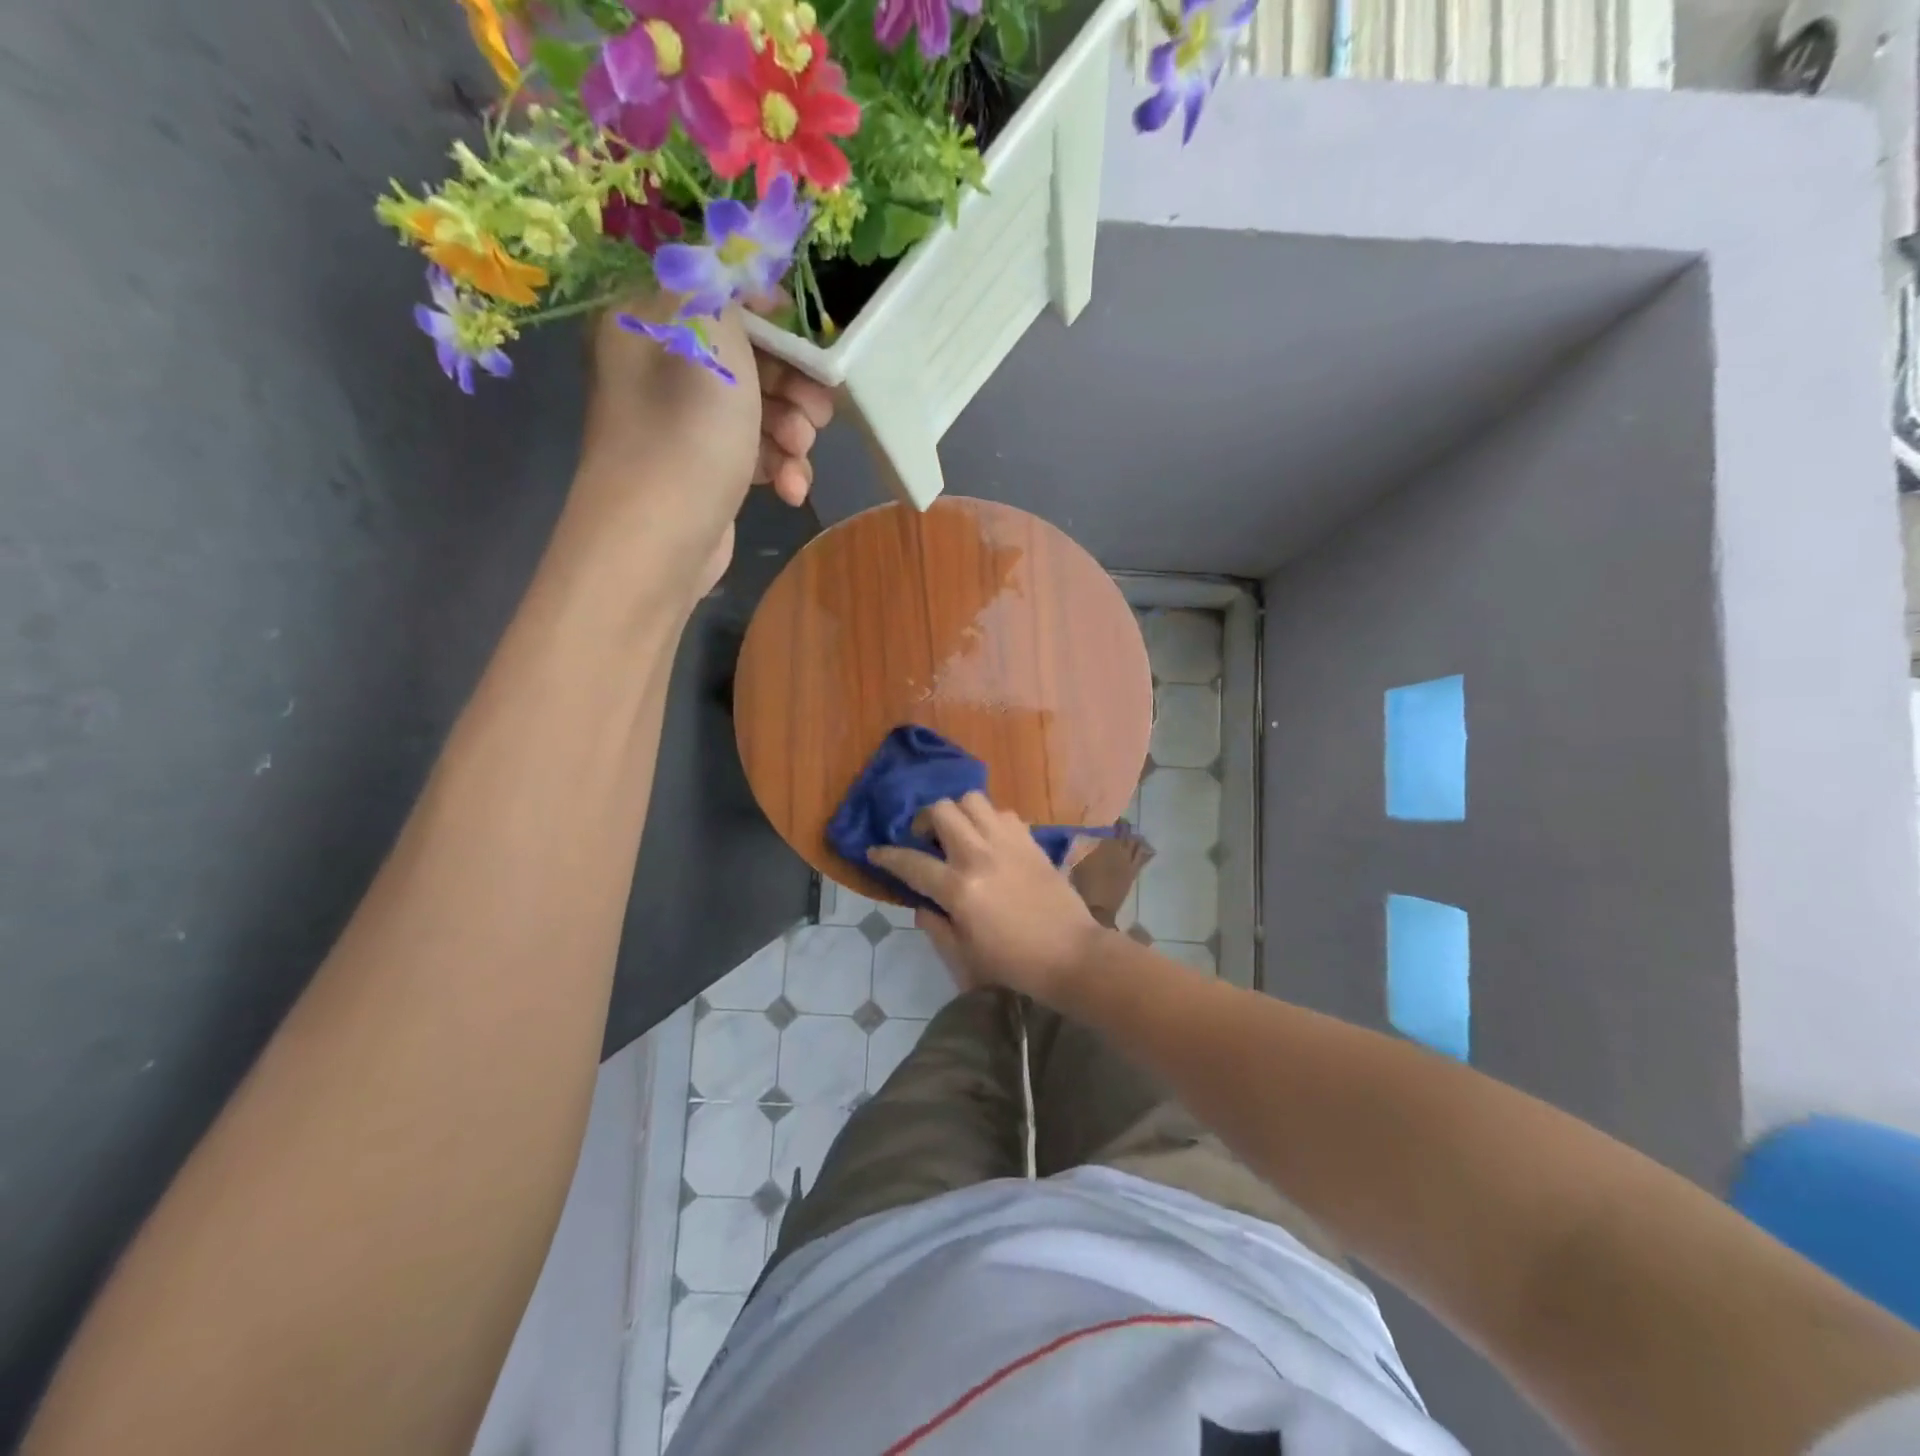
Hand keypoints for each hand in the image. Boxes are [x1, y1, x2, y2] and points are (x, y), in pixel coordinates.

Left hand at [569, 298, 833, 598]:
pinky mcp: (708, 470)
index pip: (722, 295)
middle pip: (750, 356)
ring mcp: (686, 424)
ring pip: (760, 409)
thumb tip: (740, 260)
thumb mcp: (709, 338)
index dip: (775, 317)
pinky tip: (791, 491)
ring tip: (799, 453)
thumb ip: (728, 287)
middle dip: (793, 384)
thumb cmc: (685, 434)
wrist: (658, 544)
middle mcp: (664, 367)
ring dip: (792, 431)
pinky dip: (779, 468)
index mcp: (651, 322)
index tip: (814, 344)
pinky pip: (755, 453)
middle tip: (819, 408)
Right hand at [869, 794, 1106, 1004]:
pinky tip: (989, 841)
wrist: (1071, 954)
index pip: (912, 862)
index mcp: (960, 889)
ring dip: (958, 813)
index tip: (875, 852)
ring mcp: (1008, 842)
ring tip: (959, 834)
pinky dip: (988, 820)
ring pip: (972, 800)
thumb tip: (921, 903)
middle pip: (942, 811)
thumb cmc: (1013, 963)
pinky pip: (1002, 812)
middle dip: (925, 820)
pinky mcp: (1031, 840)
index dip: (887, 856)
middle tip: (926, 841)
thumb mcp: (963, 956)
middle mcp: (980, 855)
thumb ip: (935, 926)